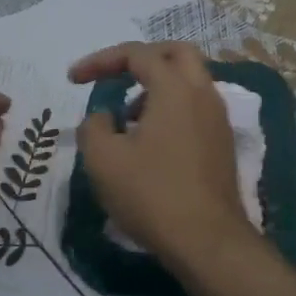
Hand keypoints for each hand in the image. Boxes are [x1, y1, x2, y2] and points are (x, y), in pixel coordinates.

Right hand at [70, 41, 253, 261]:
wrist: (207, 241)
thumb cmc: (152, 194)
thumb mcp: (104, 160)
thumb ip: (94, 126)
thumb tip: (103, 116)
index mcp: (175, 88)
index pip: (136, 54)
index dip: (100, 60)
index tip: (73, 80)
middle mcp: (203, 94)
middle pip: (176, 53)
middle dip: (141, 58)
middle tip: (114, 76)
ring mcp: (218, 120)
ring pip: (189, 81)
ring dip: (156, 86)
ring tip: (126, 118)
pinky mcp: (222, 144)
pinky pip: (196, 108)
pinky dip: (171, 108)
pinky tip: (149, 142)